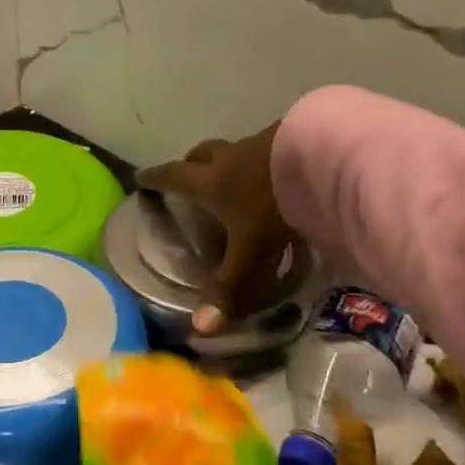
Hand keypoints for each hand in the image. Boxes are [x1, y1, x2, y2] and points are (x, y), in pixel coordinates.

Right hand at [136, 124, 294, 334]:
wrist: (323, 160)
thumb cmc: (274, 206)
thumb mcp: (251, 251)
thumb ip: (229, 286)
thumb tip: (201, 328)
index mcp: (209, 182)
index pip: (171, 177)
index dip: (154, 179)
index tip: (140, 178)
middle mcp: (228, 158)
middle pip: (199, 154)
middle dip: (189, 165)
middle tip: (187, 178)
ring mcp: (259, 143)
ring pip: (232, 150)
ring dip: (227, 161)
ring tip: (234, 180)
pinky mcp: (288, 136)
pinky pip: (265, 146)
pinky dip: (261, 159)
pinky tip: (273, 174)